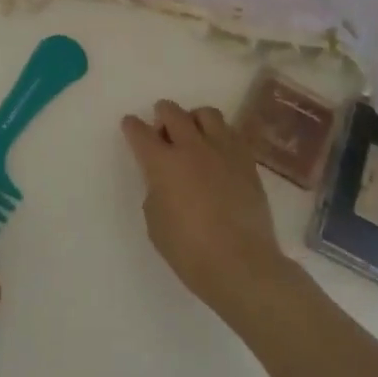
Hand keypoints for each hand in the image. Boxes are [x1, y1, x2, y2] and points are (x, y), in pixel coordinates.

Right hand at [122, 99, 298, 326]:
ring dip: (194, 119)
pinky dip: (220, 136)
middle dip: (162, 114)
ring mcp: (222, 151)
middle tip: (163, 130)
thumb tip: (165, 180)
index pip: (140, 132)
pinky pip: (231, 133)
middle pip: (173, 112)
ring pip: (207, 113)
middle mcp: (191, 147)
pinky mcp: (247, 161)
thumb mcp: (155, 222)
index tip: (131, 125)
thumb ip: (156, 190)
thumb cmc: (189, 250)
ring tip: (194, 136)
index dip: (132, 126)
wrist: (241, 265)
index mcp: (162, 163)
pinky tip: (218, 154)